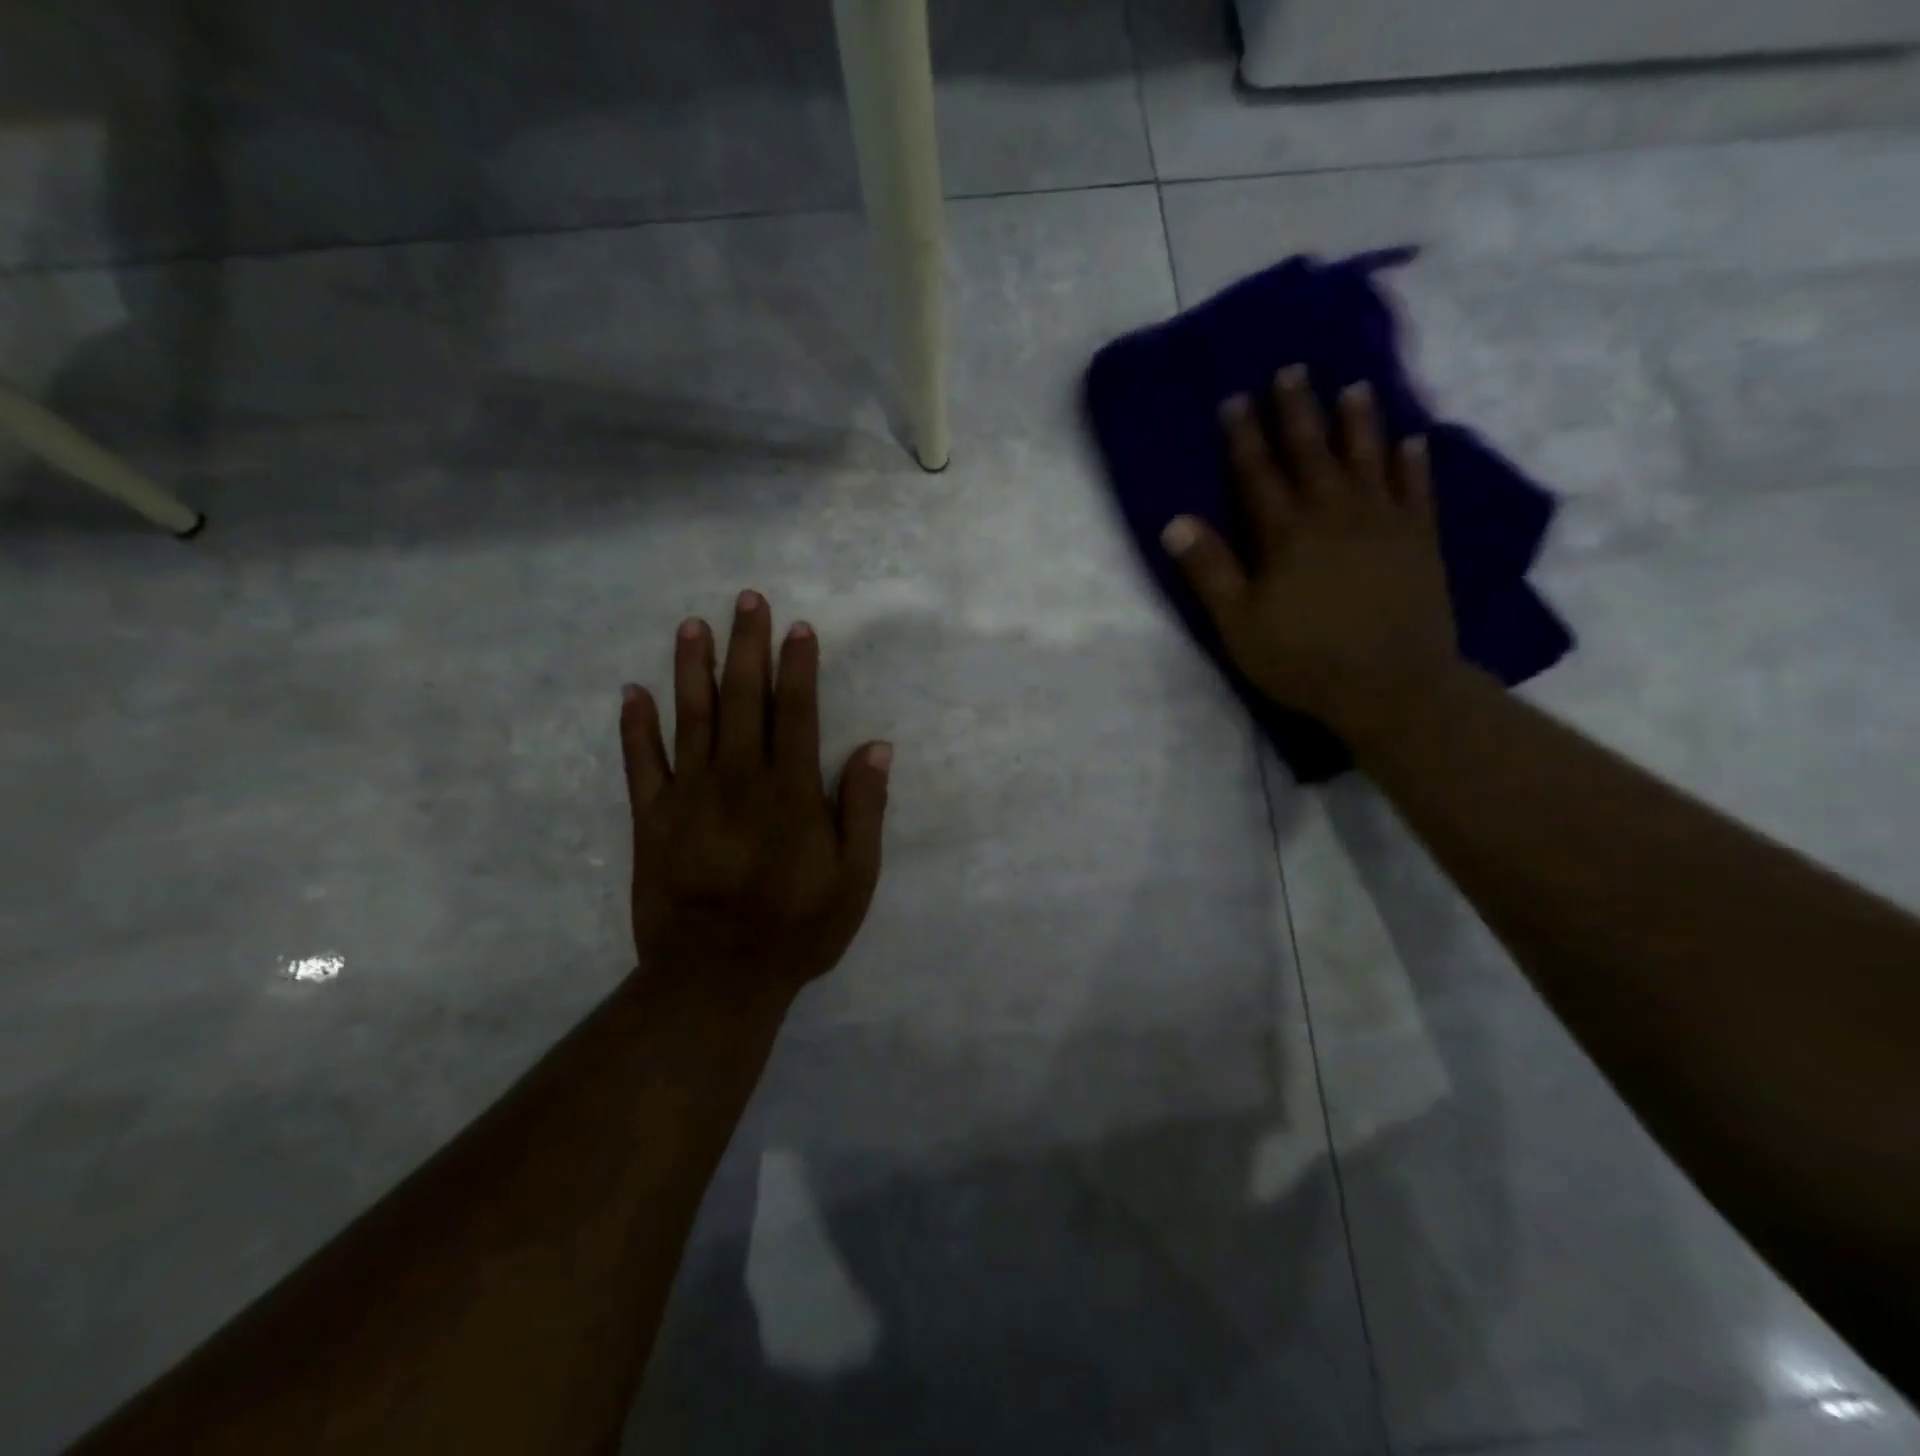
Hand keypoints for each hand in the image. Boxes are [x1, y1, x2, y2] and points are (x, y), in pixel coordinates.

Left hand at [619, 591, 890, 1003]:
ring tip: (692, 626)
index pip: (797, 714)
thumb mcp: (854, 880)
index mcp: (790, 794)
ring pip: (691, 719)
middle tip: (747, 600)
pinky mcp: (650, 821)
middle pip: (743, 701)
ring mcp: (688, 798)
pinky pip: (640, 764)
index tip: (798, 628)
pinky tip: (633, 692)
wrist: (714, 980)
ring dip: (692, 669)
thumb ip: (864, 811)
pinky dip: (635, 727)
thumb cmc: (796, 930)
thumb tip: (876, 748)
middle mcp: (738, 782)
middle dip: (747, 647)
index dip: (798, 668)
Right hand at [1161, 366, 1459, 740]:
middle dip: (1298, 411)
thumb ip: (1209, 571)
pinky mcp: (1420, 542)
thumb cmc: (1303, 659)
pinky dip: (1414, 463)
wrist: (1391, 686)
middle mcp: (1334, 515)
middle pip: (1312, 453)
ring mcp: (1384, 525)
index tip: (1235, 398)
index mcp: (1286, 535)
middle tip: (1292, 370)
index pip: (1258, 474)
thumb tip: (1175, 522)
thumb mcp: (1238, 623)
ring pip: (1368, 460)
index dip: (1244, 436)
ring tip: (1355, 386)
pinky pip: (1418, 490)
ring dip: (1359, 422)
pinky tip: (1413, 440)